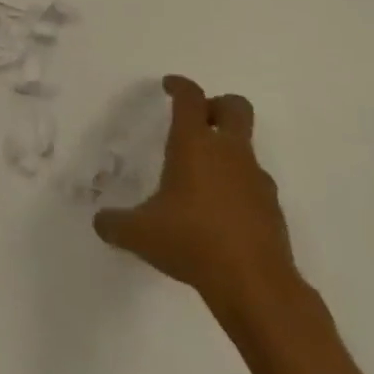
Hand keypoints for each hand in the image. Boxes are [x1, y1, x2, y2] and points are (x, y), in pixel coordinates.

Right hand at [93, 75, 299, 314]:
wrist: (257, 287)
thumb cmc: (192, 242)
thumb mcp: (140, 233)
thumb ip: (116, 223)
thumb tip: (100, 222)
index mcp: (194, 144)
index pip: (190, 97)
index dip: (179, 85)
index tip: (169, 86)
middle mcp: (228, 152)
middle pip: (235, 107)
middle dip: (218, 106)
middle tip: (199, 119)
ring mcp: (256, 180)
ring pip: (247, 148)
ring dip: (229, 151)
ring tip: (205, 177)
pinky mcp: (273, 210)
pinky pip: (255, 184)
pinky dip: (240, 188)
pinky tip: (223, 213)